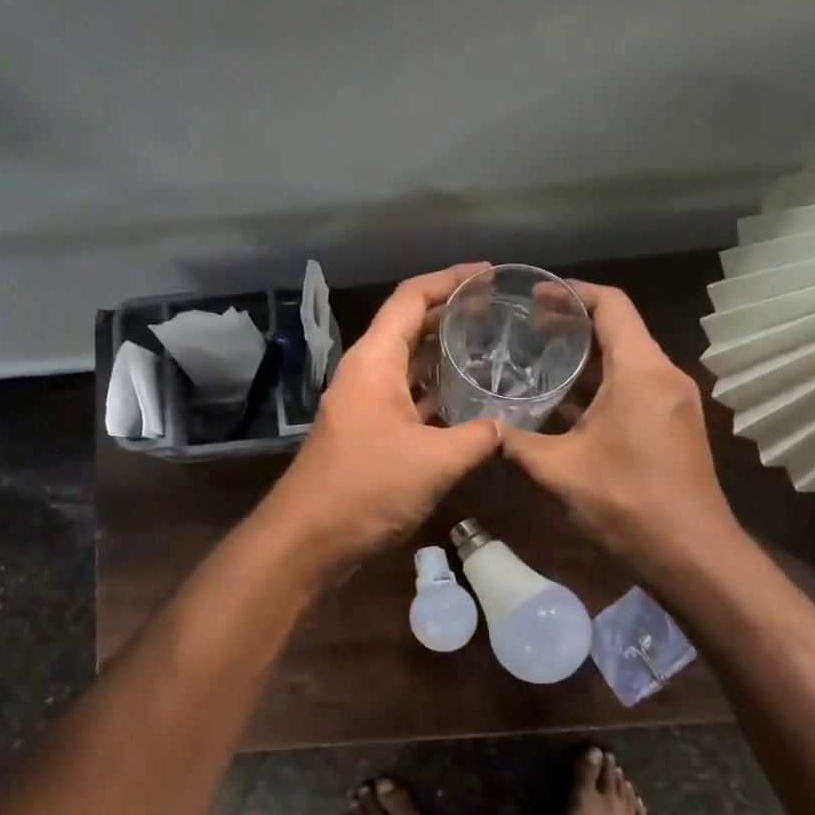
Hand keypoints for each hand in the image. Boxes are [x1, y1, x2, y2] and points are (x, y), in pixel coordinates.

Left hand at [259, 265, 501, 576]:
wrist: (308, 540)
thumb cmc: (367, 488)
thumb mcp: (435, 461)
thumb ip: (478, 437)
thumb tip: (505, 427)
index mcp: (374, 361)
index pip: (410, 298)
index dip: (450, 279)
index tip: (489, 274)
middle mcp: (365, 373)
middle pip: (408, 326)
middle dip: (450, 314)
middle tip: (497, 311)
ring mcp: (363, 404)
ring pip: (407, 365)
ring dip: (442, 354)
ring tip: (489, 348)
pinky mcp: (366, 433)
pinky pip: (405, 397)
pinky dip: (433, 392)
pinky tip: (465, 402)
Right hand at [501, 281, 740, 578]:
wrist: (692, 555)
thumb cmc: (627, 503)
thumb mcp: (559, 471)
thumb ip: (515, 444)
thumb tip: (480, 431)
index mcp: (641, 371)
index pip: (610, 304)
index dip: (571, 292)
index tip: (533, 295)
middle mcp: (664, 375)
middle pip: (620, 328)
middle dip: (573, 324)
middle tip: (524, 329)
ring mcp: (674, 401)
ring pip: (627, 360)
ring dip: (586, 358)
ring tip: (537, 361)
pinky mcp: (674, 424)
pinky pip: (635, 386)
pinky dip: (601, 385)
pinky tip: (565, 404)